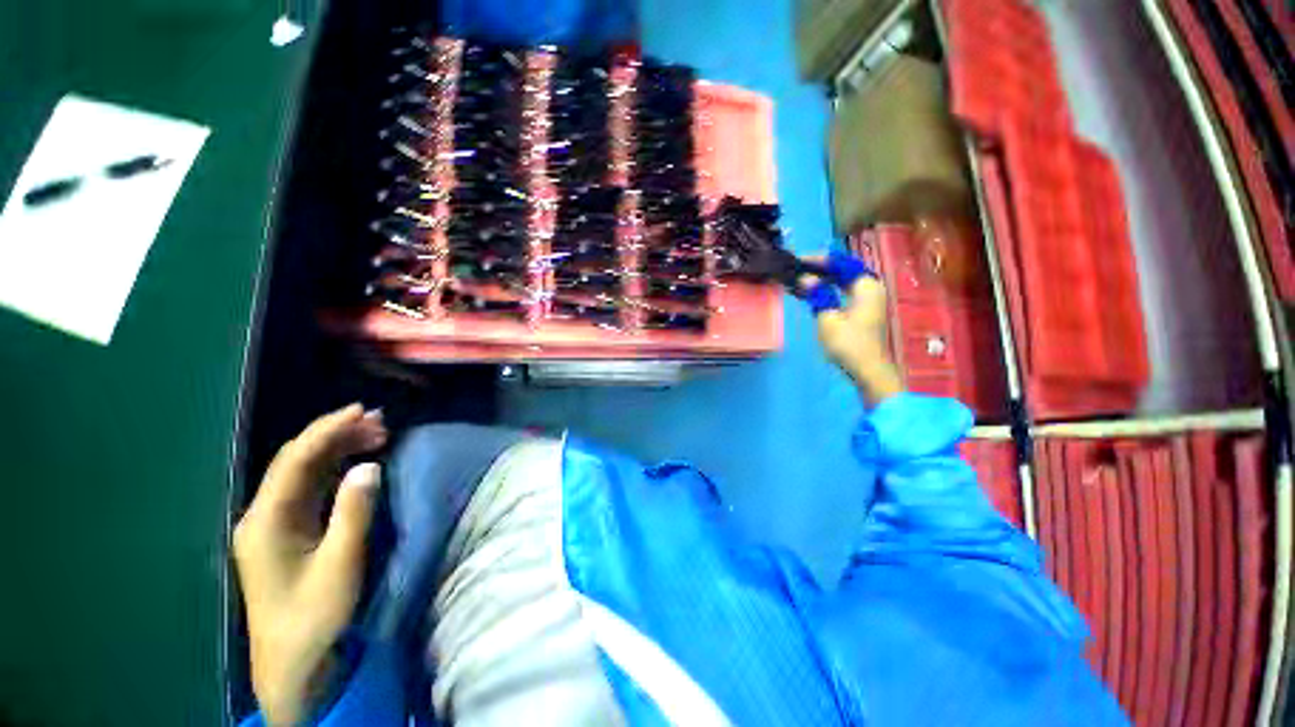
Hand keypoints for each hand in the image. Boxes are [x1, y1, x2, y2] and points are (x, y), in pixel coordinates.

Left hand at [233, 404, 387, 726]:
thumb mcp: (340, 564)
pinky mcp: (289, 531)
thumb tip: (370, 465)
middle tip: (381, 421)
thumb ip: (353, 512)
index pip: (296, 460)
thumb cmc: (314, 614)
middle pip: (298, 460)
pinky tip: (359, 462)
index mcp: (266, 520)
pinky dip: (337, 469)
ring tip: (377, 434)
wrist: (293, 661)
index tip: (363, 410)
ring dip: (339, 449)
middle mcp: (264, 514)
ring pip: (306, 471)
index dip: (328, 430)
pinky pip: (312, 488)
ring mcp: (275, 523)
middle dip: (337, 435)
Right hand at [808, 259, 903, 405]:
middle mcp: (871, 288)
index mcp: (867, 285)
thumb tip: (805, 278)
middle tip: (798, 270)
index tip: (799, 261)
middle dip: (821, 269)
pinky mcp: (863, 313)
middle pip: (845, 271)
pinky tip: (813, 295)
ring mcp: (869, 301)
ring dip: (824, 280)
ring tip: (801, 281)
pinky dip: (829, 291)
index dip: (821, 260)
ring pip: (844, 283)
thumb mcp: (828, 318)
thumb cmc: (848, 343)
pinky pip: (844, 293)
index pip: (842, 263)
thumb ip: (818, 295)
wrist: (868, 370)